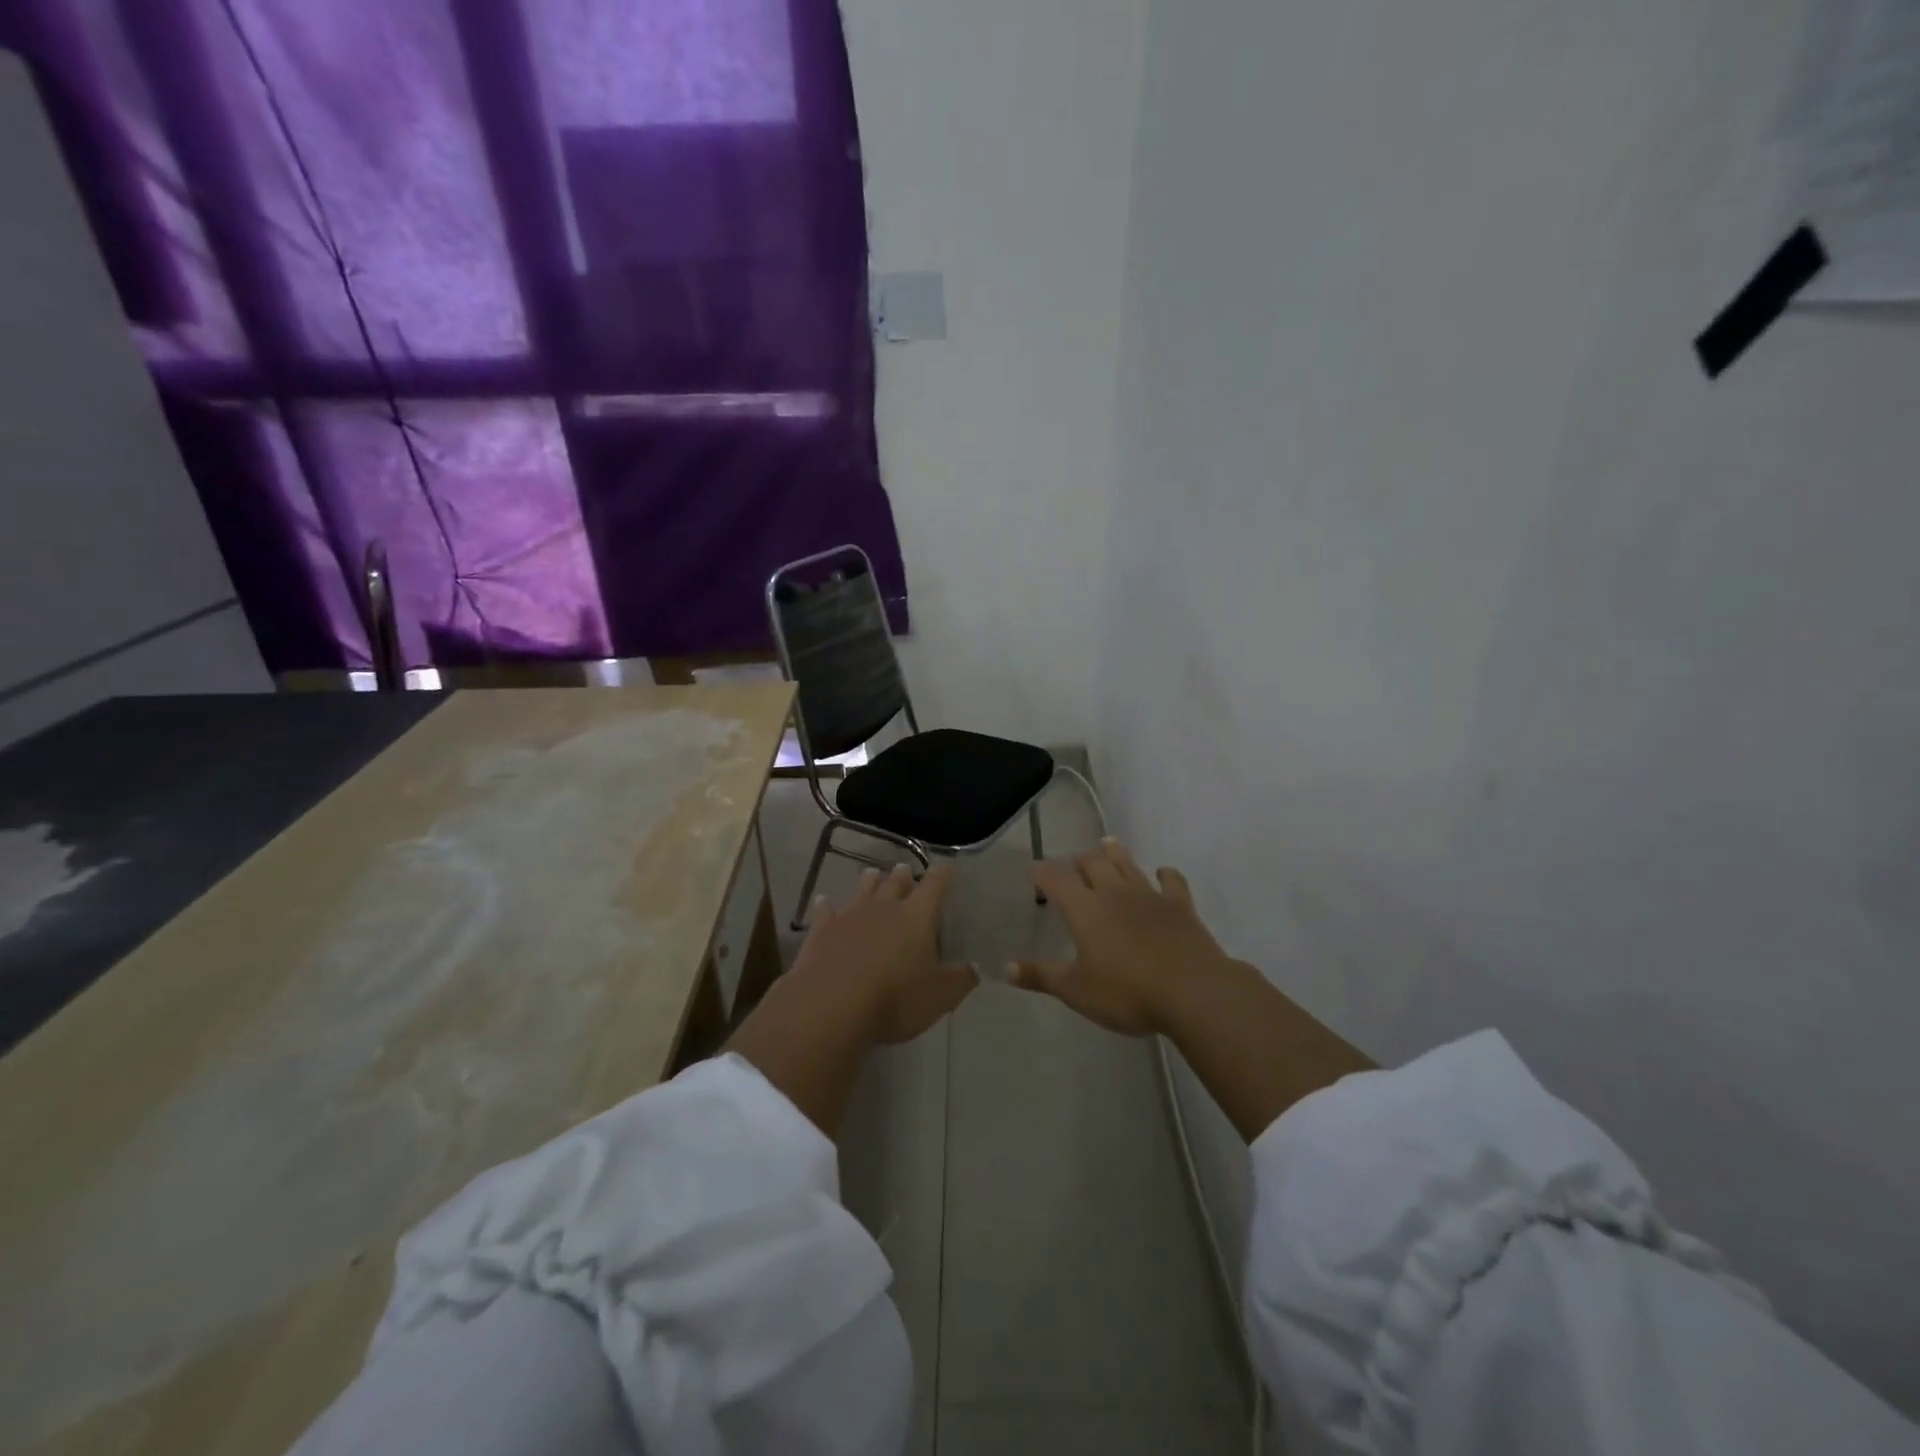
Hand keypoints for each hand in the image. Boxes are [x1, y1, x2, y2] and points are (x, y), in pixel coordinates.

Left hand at [790, 864, 977, 1043]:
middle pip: (896, 883)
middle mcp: (885, 907)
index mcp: (918, 916)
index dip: (942, 875)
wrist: (831, 1004)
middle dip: (903, 875)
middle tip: (905, 868)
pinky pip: (826, 911)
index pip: (935, 885)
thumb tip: (974, 967)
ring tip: (872, 873)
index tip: (947, 867)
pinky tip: (824, 901)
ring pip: (863, 890)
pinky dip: (827, 905)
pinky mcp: (822, 930)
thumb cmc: (895, 998)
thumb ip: (961, 979)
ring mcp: (851, 915)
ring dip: (869, 882)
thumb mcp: (940, 997)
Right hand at [1012, 839, 1235, 1035]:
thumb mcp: (1076, 991)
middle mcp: (1114, 892)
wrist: (1192, 991)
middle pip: (1093, 863)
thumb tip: (1007, 969)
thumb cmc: (1126, 992)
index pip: (1056, 879)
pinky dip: (1165, 874)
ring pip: (1128, 864)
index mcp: (1084, 908)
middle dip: (1079, 860)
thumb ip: (1042, 976)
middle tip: (1073, 863)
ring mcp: (1149, 895)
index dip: (1042, 872)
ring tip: (1107, 844)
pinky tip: (1163, 873)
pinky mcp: (1180, 906)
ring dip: (1115, 853)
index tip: (1034, 869)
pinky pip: (1172, 881)